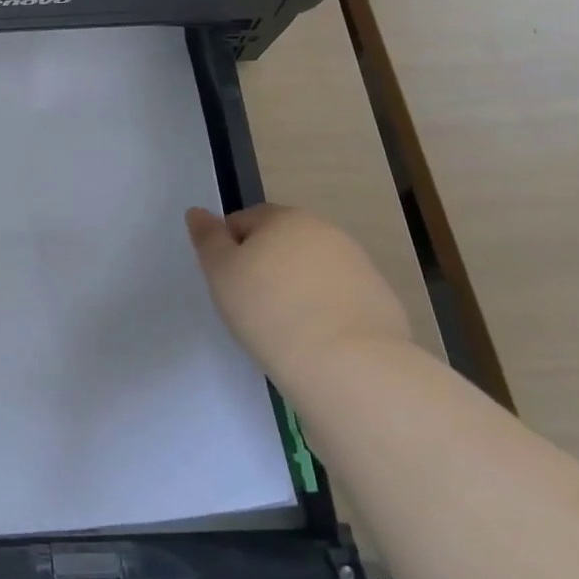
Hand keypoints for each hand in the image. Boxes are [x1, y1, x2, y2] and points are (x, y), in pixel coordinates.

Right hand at [186, 204, 410, 379]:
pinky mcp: (380, 301)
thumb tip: (198, 212)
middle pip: (282, 242)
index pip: (244, 221)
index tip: (228, 284)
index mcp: (285, 218)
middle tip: (251, 305)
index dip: (230, 250)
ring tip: (285, 327)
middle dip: (266, 266)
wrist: (348, 365)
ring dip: (297, 288)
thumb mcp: (221, 273)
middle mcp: (325, 232)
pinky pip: (339, 299)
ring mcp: (359, 265)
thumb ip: (207, 238)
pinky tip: (317, 340)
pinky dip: (326, 311)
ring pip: (312, 270)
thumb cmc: (269, 311)